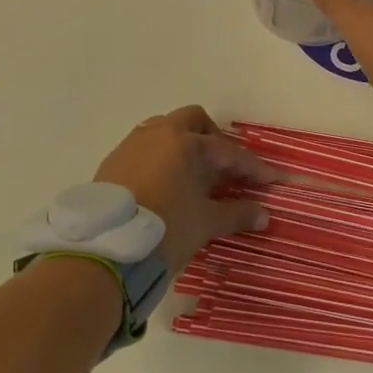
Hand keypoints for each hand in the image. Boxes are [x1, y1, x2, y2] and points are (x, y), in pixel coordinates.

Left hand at [95, 107, 271, 268]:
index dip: (250, 166)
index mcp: (184, 142)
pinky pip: (142, 151)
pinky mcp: (111, 164)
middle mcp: (157, 134)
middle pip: (192, 121)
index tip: (268, 180)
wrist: (105, 251)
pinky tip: (163, 186)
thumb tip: (263, 214)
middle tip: (224, 167)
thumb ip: (236, 214)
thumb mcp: (205, 224)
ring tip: (192, 175)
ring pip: (162, 132)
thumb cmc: (164, 229)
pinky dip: (159, 160)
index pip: (226, 151)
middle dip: (212, 139)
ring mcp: (130, 146)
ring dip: (181, 147)